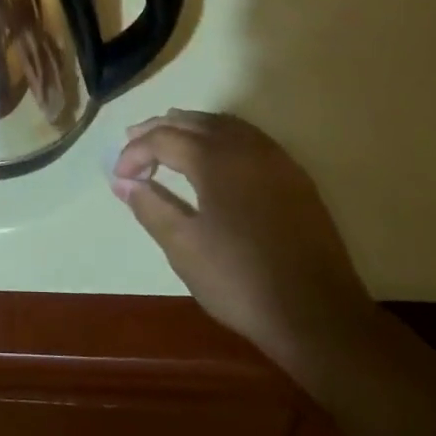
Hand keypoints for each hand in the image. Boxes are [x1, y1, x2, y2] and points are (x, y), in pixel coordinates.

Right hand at [112, 111, 371, 370]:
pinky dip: (221, 136)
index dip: (135, 152)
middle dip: (160, 129)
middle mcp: (246, 147)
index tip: (119, 176)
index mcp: (215, 159)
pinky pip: (249, 139)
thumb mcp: (183, 247)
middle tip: (133, 141)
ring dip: (191, 127)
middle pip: (194, 122)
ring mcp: (275, 159)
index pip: (163, 138)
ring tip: (168, 141)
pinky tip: (214, 157)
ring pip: (225, 125)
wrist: (316, 314)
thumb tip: (121, 181)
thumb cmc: (240, 280)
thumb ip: (150, 206)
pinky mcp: (294, 177)